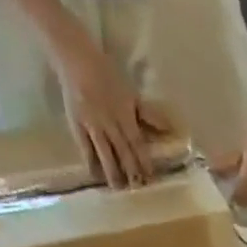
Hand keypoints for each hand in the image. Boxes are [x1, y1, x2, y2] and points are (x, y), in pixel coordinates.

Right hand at [49, 38, 163, 188]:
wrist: (75, 57)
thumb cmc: (107, 75)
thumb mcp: (131, 94)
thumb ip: (149, 115)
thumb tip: (170, 129)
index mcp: (124, 114)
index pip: (137, 143)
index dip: (144, 162)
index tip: (151, 179)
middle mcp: (110, 123)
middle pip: (123, 152)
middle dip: (131, 172)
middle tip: (138, 189)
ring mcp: (92, 125)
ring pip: (105, 153)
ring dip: (112, 173)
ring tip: (119, 189)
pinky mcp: (77, 125)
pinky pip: (84, 148)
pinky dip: (90, 163)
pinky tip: (95, 176)